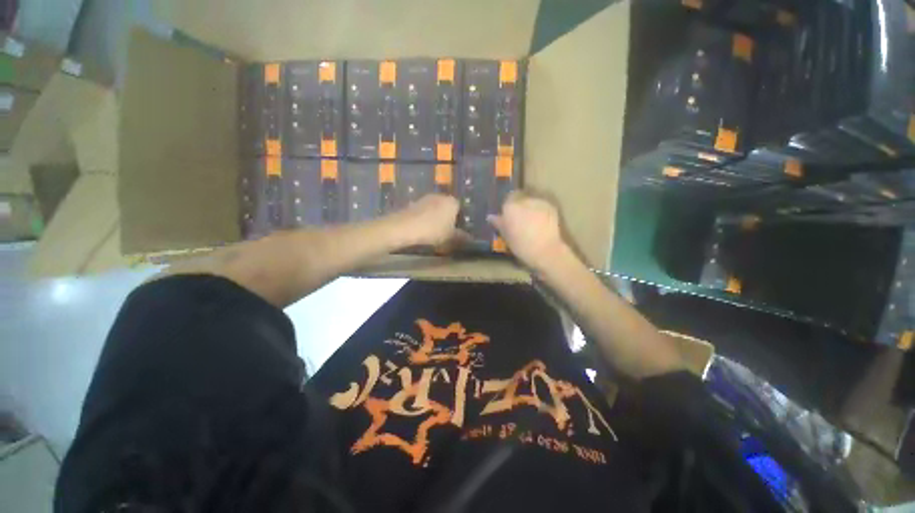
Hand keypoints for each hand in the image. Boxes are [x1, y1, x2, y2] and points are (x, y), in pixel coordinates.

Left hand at [395, 194, 463, 246]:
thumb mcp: (450, 237)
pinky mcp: (413, 203)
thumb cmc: (433, 230)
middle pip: (447, 208)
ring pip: (434, 210)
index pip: (460, 210)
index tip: (457, 232)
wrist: (405, 227)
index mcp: (452, 202)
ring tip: (433, 233)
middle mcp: (440, 196)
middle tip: (446, 233)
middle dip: (447, 219)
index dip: (459, 221)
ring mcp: (425, 198)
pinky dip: (424, 219)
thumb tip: (470, 238)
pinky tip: (422, 230)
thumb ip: (461, 237)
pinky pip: (423, 212)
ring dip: (435, 219)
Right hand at [488, 191, 568, 270]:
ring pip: (532, 202)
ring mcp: (539, 203)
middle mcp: (524, 201)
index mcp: (510, 207)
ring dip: (531, 208)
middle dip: (520, 206)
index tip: (510, 215)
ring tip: (532, 222)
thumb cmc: (521, 246)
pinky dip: (541, 212)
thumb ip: (499, 223)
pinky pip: (542, 206)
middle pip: (520, 198)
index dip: (509, 206)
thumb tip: (490, 217)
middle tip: (520, 219)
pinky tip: (542, 223)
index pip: (508, 198)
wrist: (545, 250)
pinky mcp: (551, 207)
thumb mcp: (506, 237)